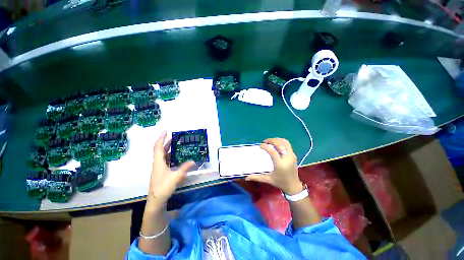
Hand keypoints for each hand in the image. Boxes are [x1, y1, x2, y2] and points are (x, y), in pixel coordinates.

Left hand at [147, 131, 195, 210]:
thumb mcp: (176, 178)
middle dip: (165, 142)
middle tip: (173, 136)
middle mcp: (157, 163)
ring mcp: (158, 168)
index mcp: (159, 162)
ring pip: (162, 155)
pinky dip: (169, 155)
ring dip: (167, 148)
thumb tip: (193, 161)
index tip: (165, 131)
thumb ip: (185, 169)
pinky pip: (164, 160)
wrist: (156, 201)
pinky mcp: (161, 172)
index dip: (161, 138)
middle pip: (159, 150)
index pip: (158, 147)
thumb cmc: (163, 188)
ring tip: (174, 144)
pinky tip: (175, 157)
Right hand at [245, 138, 302, 194]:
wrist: (293, 186)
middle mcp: (287, 158)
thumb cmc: (280, 182)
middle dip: (271, 140)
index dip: (265, 146)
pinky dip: (281, 141)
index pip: (272, 151)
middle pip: (279, 144)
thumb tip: (246, 177)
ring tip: (270, 141)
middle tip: (264, 142)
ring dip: (277, 140)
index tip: (260, 146)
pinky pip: (288, 145)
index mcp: (280, 164)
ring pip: (285, 142)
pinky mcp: (294, 155)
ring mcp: (292, 156)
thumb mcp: (268, 179)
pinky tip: (276, 143)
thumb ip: (257, 177)